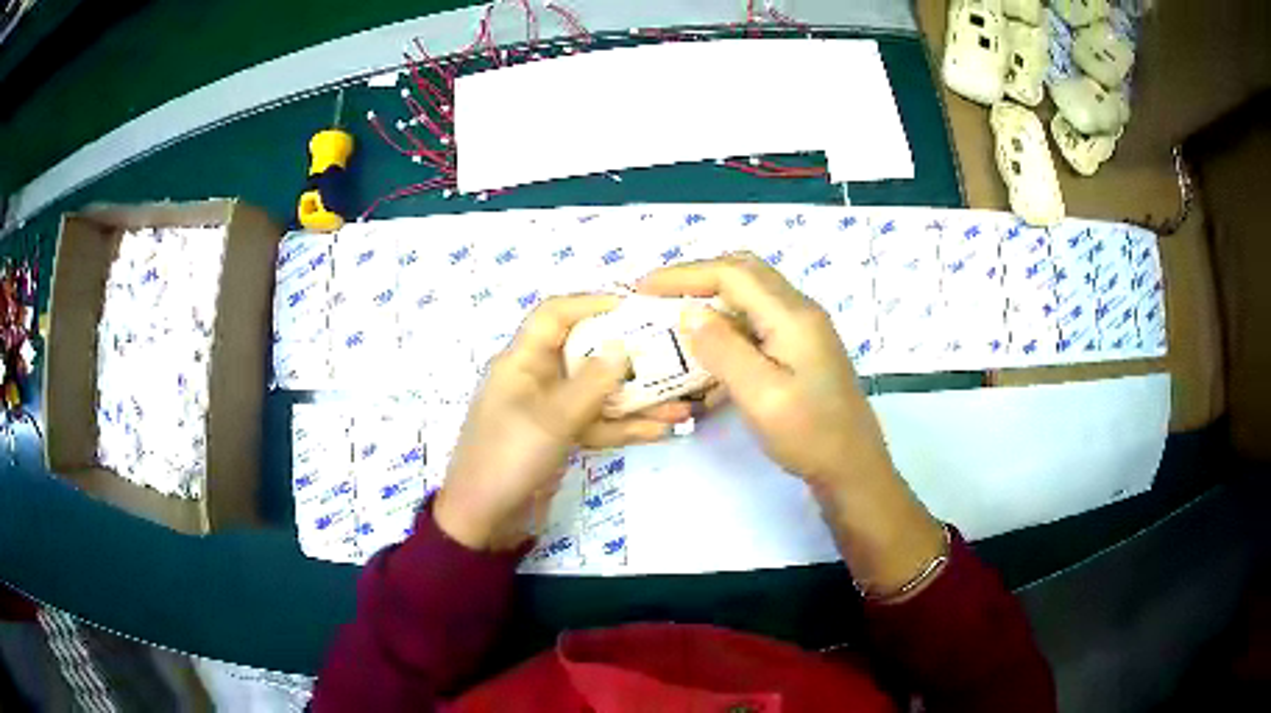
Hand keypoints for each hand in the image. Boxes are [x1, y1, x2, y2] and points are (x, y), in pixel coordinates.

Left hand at [434, 294, 687, 551]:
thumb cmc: (506, 459)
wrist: (484, 521)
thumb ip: (590, 384)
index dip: (591, 303)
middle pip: (586, 353)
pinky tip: (664, 429)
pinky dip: (627, 427)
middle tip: (672, 352)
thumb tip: (624, 346)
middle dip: (628, 354)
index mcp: (521, 362)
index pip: (555, 316)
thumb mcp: (549, 419)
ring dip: (638, 398)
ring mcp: (552, 411)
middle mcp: (538, 379)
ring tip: (683, 401)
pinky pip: (599, 424)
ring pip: (599, 394)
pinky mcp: (563, 439)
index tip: (635, 307)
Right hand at [639, 254, 945, 597]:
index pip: (731, 273)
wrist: (854, 468)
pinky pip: (758, 324)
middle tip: (659, 296)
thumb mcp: (762, 395)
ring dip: (712, 301)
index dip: (684, 274)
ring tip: (676, 320)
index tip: (643, 288)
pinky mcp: (801, 351)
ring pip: (750, 297)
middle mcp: (800, 312)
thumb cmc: (810, 435)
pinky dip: (728, 329)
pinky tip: (708, 357)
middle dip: (697, 278)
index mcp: (792, 315)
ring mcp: (803, 331)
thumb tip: (690, 312)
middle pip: (744, 273)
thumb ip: (724, 349)